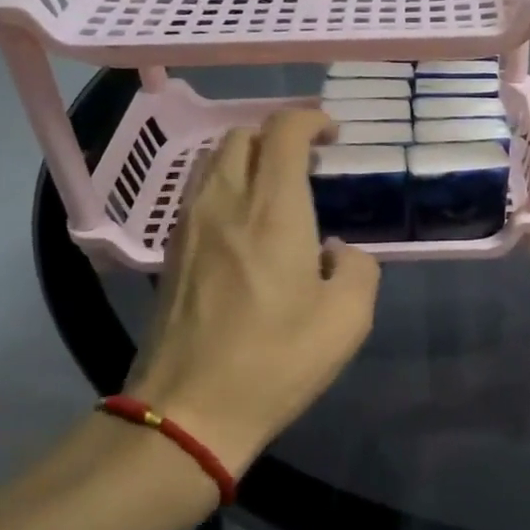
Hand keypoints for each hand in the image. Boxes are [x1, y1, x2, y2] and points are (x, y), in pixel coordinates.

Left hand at [127, 109, 379, 473]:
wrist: (190, 411)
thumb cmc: (276, 361)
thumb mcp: (348, 320)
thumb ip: (358, 269)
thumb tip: (336, 251)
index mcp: (273, 211)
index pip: (283, 132)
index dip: (310, 119)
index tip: (333, 134)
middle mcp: (225, 204)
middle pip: (242, 136)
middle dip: (279, 136)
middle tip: (310, 163)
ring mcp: (189, 226)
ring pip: (214, 162)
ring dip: (249, 159)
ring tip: (278, 189)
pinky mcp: (171, 253)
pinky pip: (199, 194)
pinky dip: (227, 187)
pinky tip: (248, 224)